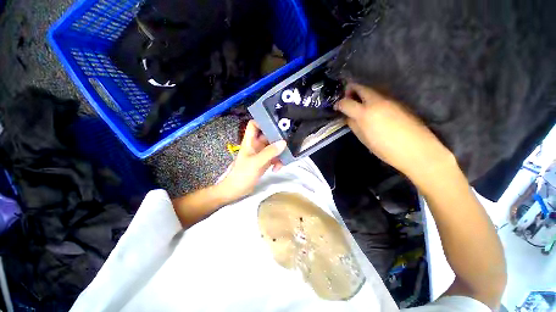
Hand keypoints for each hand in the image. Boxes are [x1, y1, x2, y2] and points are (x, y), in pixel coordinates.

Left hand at [217, 121, 286, 201]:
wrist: (237, 190)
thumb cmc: (242, 174)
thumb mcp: (256, 162)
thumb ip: (269, 152)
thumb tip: (283, 142)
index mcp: (250, 141)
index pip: (254, 125)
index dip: (263, 122)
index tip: (276, 124)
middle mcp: (256, 145)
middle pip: (268, 136)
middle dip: (278, 139)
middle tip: (288, 144)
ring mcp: (261, 154)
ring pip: (273, 147)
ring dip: (279, 153)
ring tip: (282, 161)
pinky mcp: (265, 161)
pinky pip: (274, 157)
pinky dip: (278, 161)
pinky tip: (277, 168)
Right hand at [335, 83, 455, 179]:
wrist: (417, 150)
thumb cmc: (386, 148)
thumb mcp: (363, 139)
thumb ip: (353, 125)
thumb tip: (348, 117)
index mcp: (365, 113)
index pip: (346, 102)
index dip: (339, 104)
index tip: (337, 107)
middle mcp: (377, 101)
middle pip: (360, 87)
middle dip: (350, 90)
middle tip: (347, 98)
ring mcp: (390, 99)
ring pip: (371, 89)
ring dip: (362, 93)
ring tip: (359, 104)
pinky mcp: (399, 101)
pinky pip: (381, 95)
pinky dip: (372, 98)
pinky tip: (373, 108)